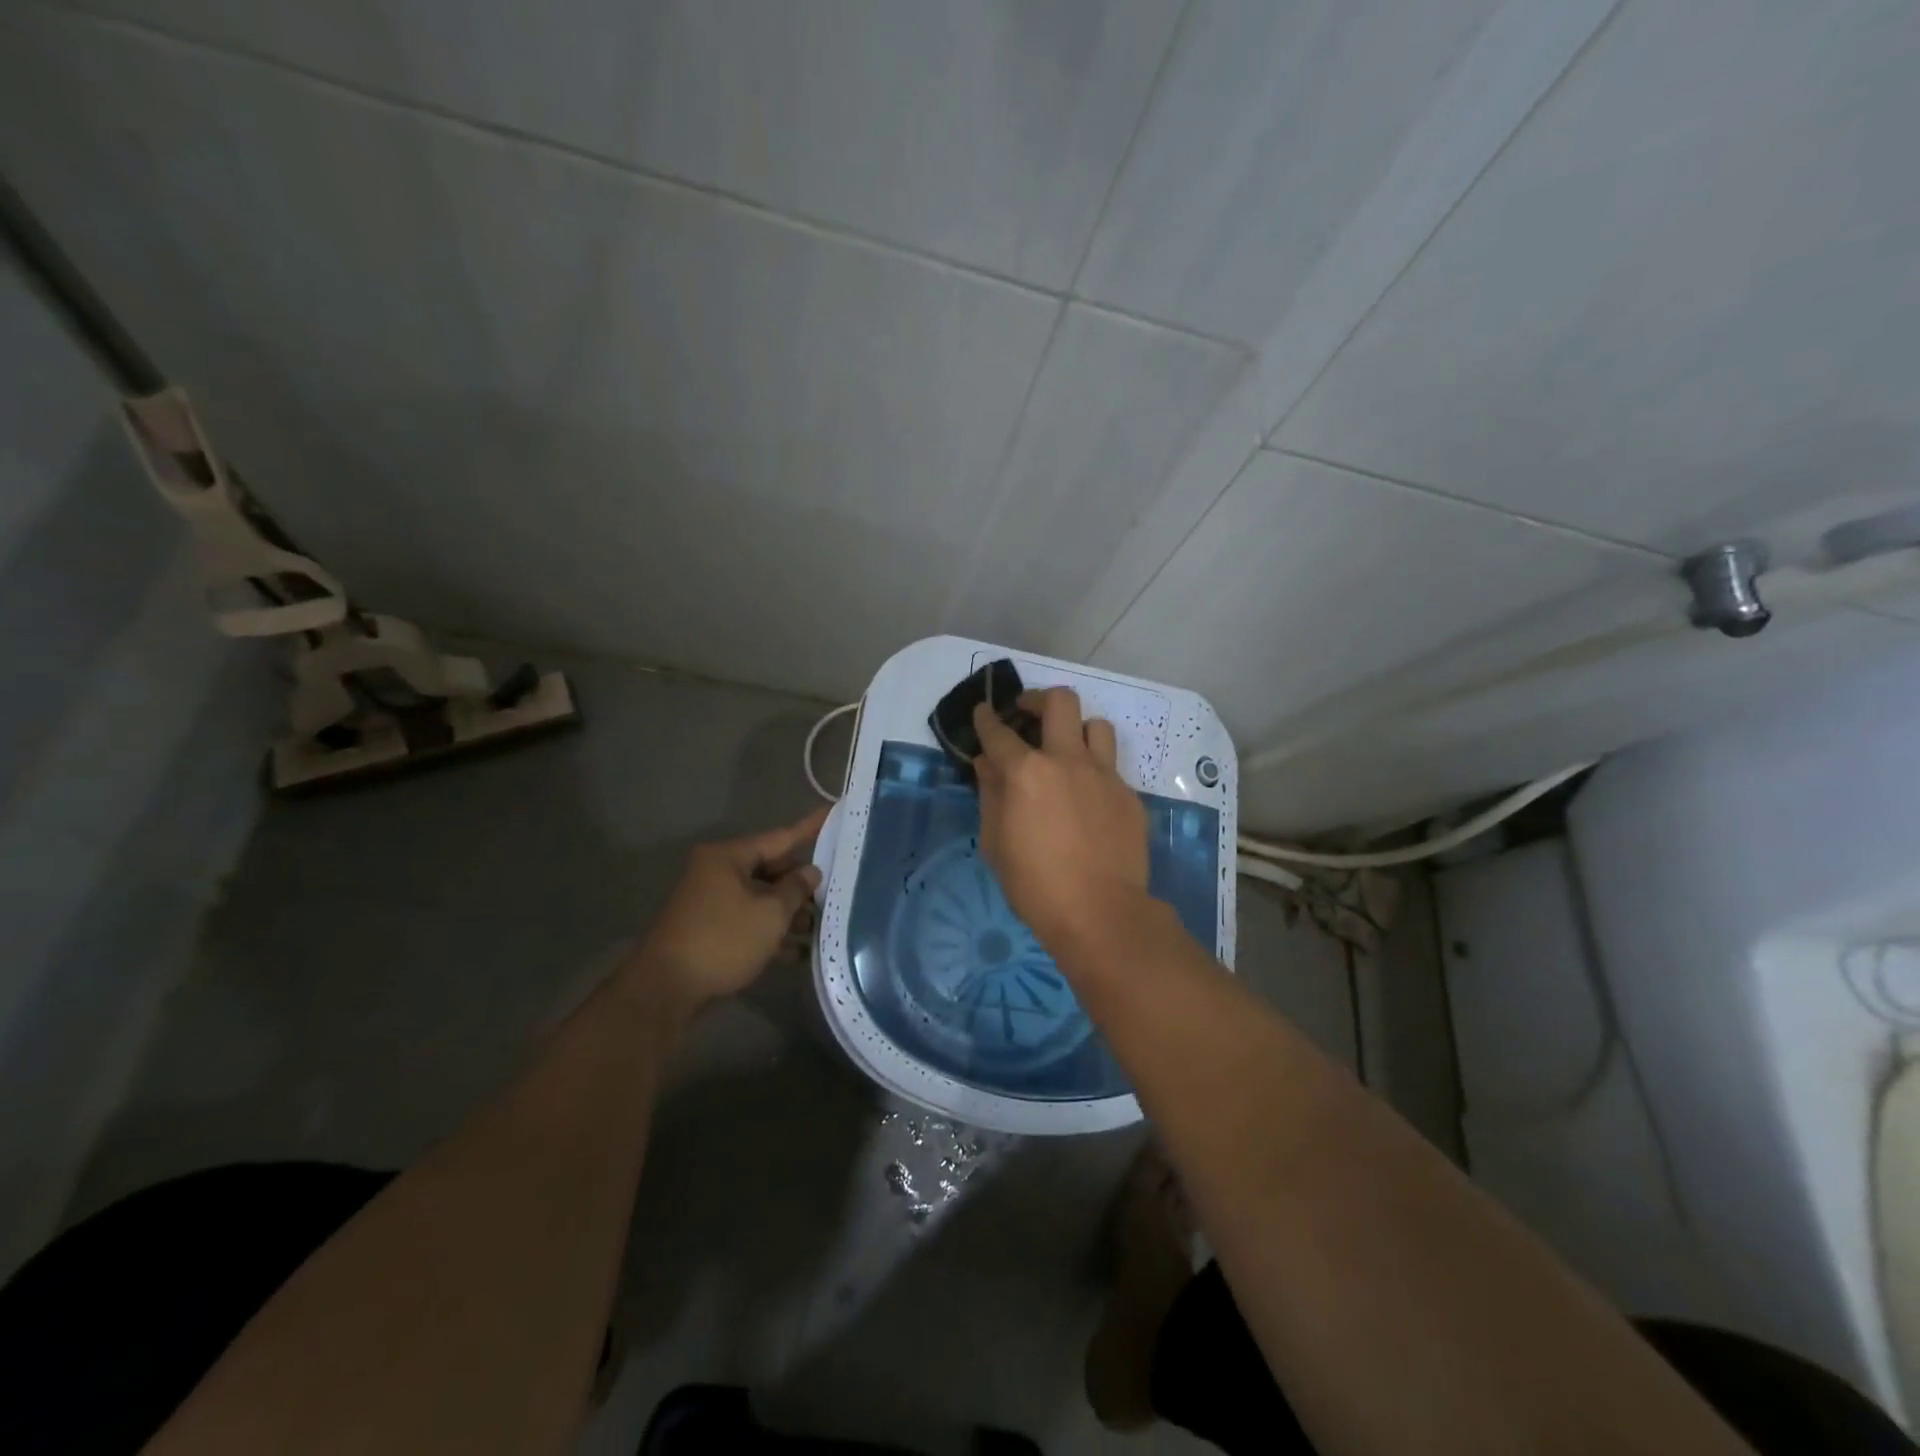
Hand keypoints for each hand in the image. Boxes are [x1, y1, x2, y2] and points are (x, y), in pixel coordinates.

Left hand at [632, 806, 827, 1008]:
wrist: (665, 990)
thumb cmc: (723, 940)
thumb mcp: (770, 914)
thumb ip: (795, 889)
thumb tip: (810, 872)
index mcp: (728, 857)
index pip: (780, 837)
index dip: (810, 828)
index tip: (834, 811)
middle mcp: (717, 872)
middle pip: (771, 869)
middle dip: (800, 885)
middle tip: (832, 894)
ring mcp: (711, 901)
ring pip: (760, 897)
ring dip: (788, 913)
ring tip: (817, 930)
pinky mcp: (709, 928)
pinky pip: (748, 920)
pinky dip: (770, 931)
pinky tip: (795, 953)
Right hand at [972, 688, 1148, 951]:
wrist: (1101, 913)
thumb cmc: (1035, 885)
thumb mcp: (996, 843)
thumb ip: (991, 794)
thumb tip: (987, 763)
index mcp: (1026, 772)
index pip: (999, 732)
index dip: (986, 718)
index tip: (984, 712)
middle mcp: (1067, 760)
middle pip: (1059, 701)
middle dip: (1037, 699)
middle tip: (1027, 715)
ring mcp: (1104, 775)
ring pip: (1096, 725)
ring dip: (1076, 729)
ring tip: (1066, 749)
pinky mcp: (1128, 794)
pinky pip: (1111, 766)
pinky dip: (1094, 771)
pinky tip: (1087, 797)